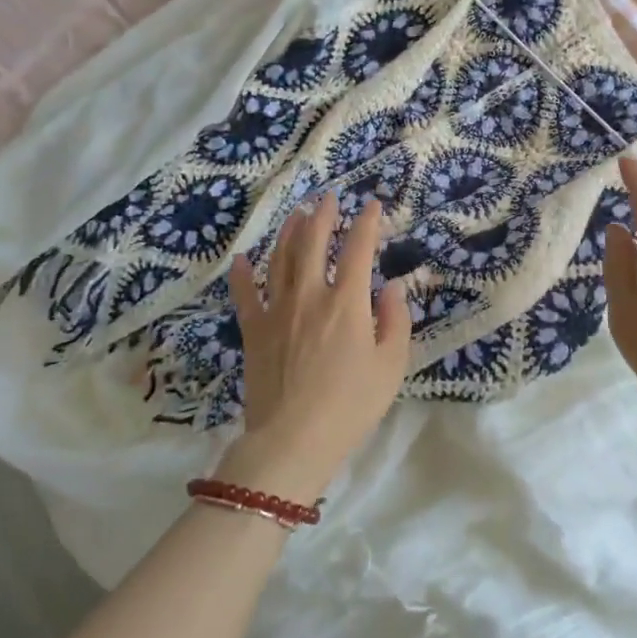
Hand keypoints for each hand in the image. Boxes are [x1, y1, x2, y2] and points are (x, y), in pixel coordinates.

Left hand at [221, 194, 411, 500]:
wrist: (293, 439)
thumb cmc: (351, 405)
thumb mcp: (390, 366)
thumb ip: (395, 321)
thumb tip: (392, 288)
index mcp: (347, 302)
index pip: (359, 249)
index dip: (367, 223)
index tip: (372, 205)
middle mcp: (310, 295)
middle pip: (313, 243)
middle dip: (322, 215)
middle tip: (327, 198)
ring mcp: (276, 310)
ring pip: (280, 259)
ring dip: (289, 233)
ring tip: (296, 215)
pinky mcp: (253, 330)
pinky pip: (245, 295)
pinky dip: (242, 274)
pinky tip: (242, 259)